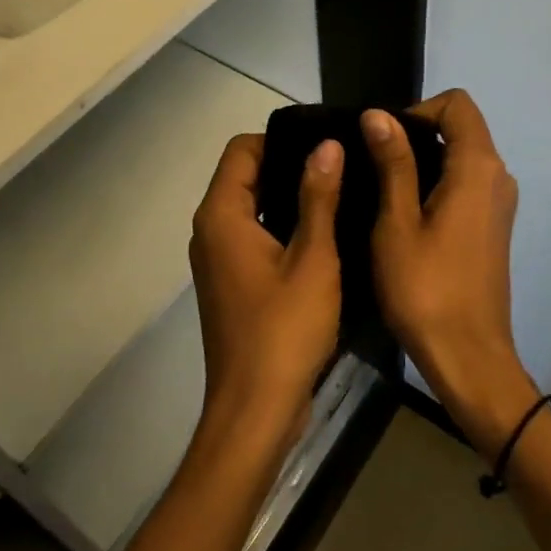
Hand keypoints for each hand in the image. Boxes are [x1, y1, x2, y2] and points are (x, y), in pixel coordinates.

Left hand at [187, 133, 343, 448]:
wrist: (256, 410)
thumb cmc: (285, 330)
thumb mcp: (313, 259)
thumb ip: (318, 197)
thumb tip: (327, 144)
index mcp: (221, 215)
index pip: (241, 150)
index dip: (281, 140)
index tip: (324, 146)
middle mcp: (210, 230)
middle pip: (244, 176)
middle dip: (288, 166)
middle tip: (340, 166)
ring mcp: (218, 259)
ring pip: (250, 207)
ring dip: (287, 198)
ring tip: (338, 193)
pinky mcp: (230, 282)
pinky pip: (253, 235)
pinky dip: (280, 226)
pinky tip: (322, 234)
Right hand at [363, 91, 536, 459]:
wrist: (468, 357)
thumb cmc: (425, 288)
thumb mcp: (397, 222)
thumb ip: (392, 162)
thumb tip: (378, 114)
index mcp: (478, 168)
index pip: (457, 104)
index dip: (418, 110)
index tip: (385, 141)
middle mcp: (498, 177)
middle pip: (461, 127)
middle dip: (416, 134)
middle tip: (374, 167)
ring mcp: (499, 203)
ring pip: (462, 156)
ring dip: (424, 161)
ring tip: (383, 192)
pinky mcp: (493, 226)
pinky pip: (466, 183)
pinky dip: (437, 183)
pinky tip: (406, 216)